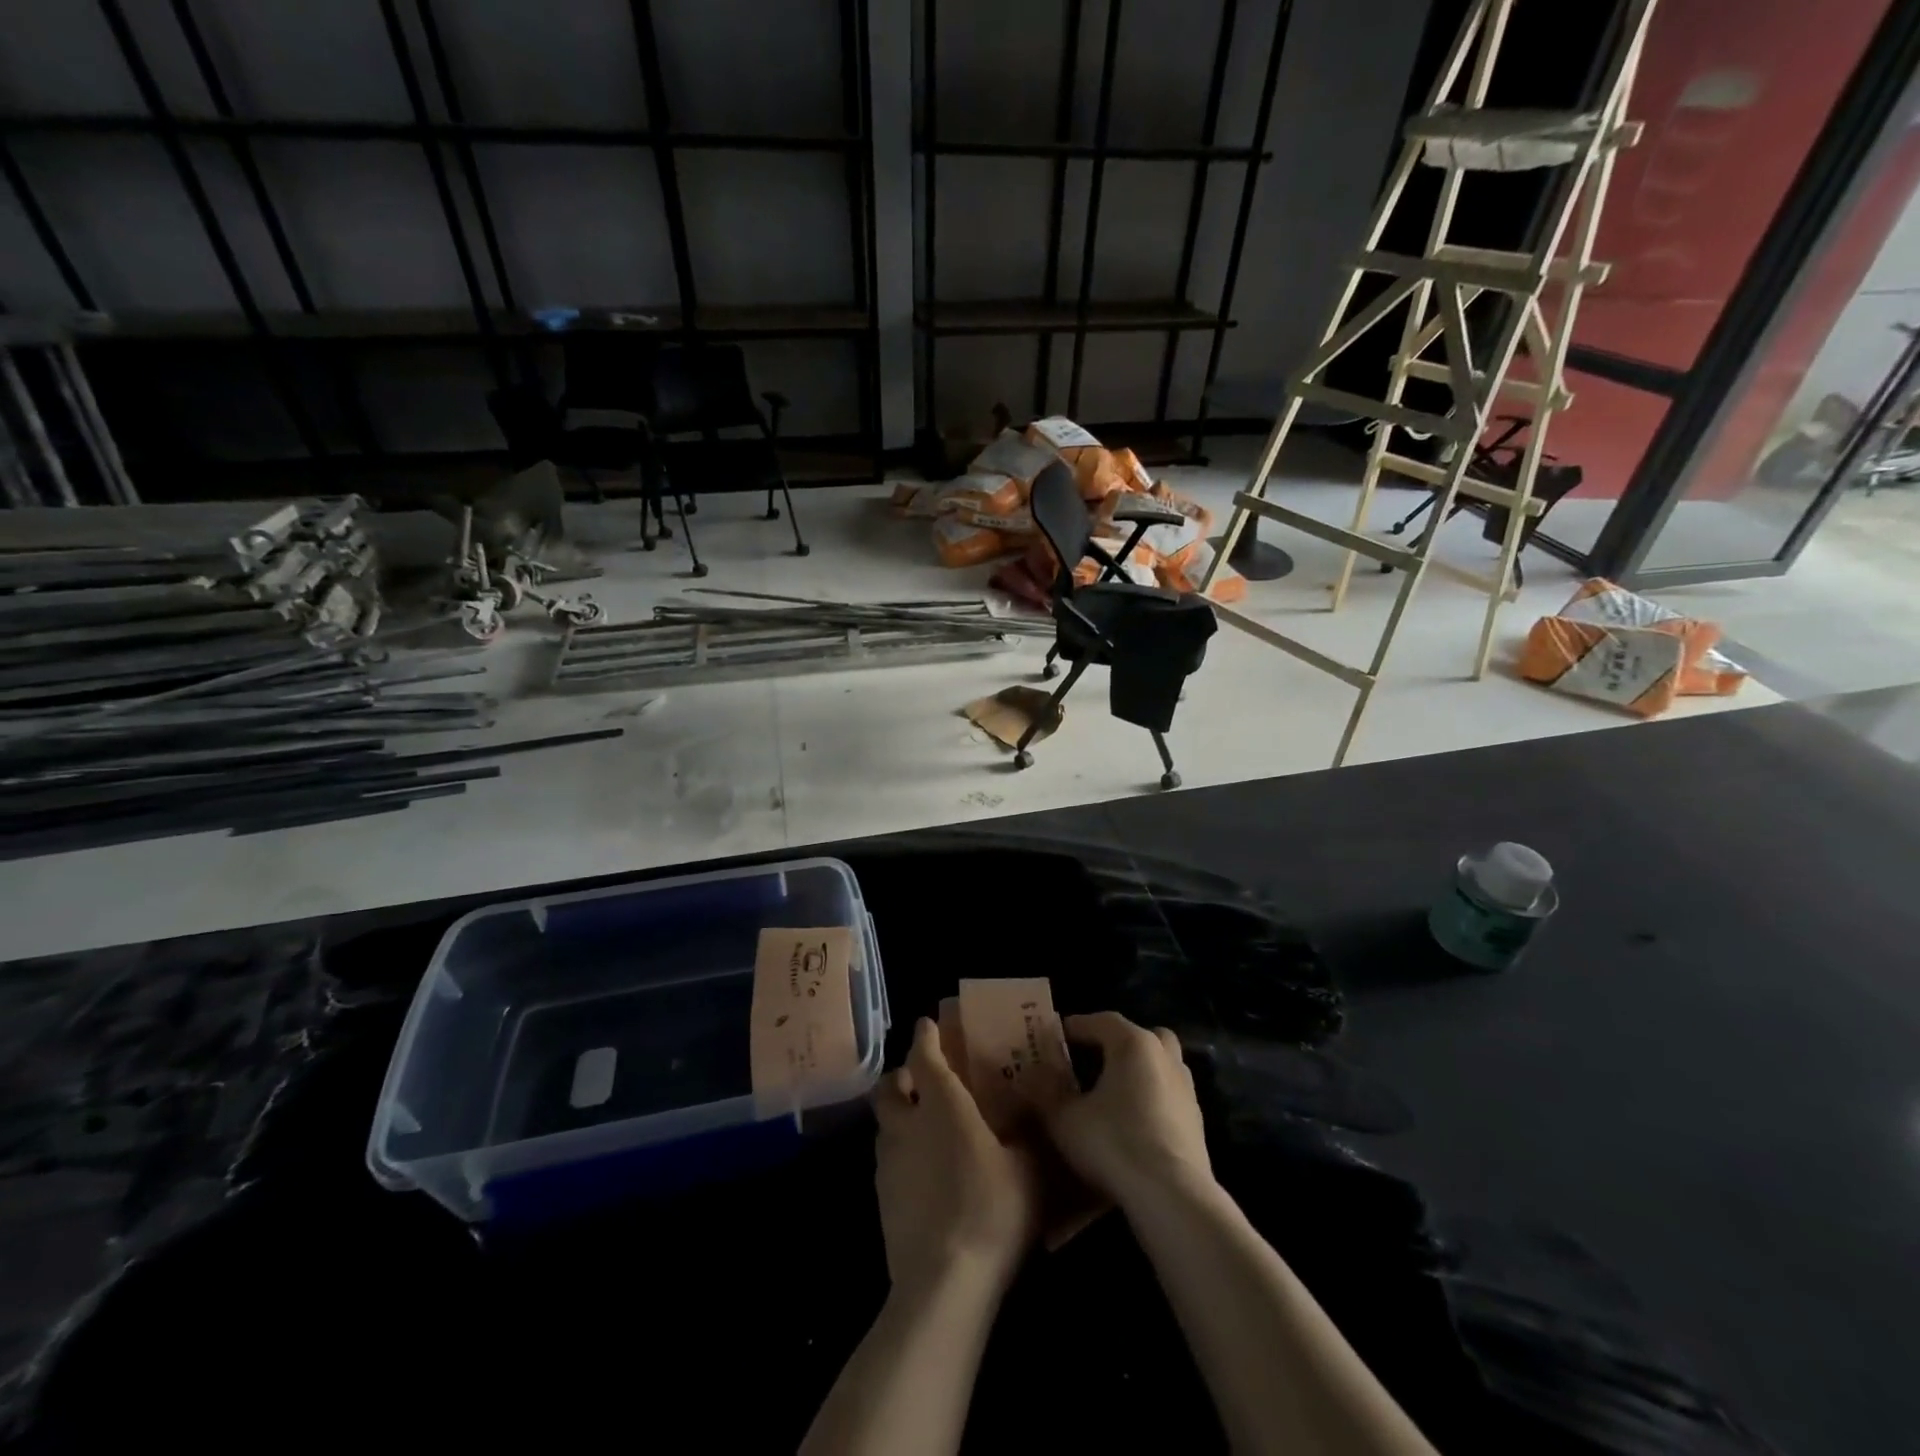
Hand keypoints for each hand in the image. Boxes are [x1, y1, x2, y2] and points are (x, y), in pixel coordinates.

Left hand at [872, 1017, 1041, 1299]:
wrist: (943, 1283)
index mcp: (941, 1103)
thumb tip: (1033, 1103)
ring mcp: (888, 1163)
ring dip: (898, 1115)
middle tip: (922, 1079)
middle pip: (889, 1086)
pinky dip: (900, 1153)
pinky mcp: (881, 1199)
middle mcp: (907, 1124)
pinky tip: (923, 1173)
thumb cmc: (991, 1211)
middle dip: (902, 1075)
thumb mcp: (1028, 1167)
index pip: (923, 1055)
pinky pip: (887, 1159)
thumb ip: (1029, 1131)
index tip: (928, 1024)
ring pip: (884, 1123)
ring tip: (924, 1126)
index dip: (925, 1036)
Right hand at [1042, 1012, 1212, 1211]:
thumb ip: (1045, 1092)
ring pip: (1160, 1065)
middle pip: (1141, 1037)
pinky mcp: (1197, 1123)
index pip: (1101, 1021)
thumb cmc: (1113, 1142)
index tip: (1056, 1037)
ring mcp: (1186, 1090)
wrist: (1171, 1197)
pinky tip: (1132, 1123)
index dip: (1076, 1026)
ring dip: (1138, 1072)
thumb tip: (1029, 1074)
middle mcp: (1164, 1057)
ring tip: (1111, 1094)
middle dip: (1117, 1044)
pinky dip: (1151, 1099)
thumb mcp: (1065, 1118)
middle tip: (1092, 1060)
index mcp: (1133, 1044)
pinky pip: (1168, 1096)